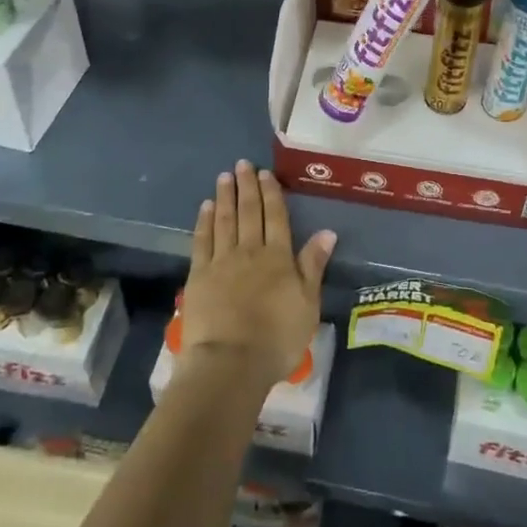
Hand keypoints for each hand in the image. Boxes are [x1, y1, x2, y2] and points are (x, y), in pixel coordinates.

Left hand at [181, 161, 336, 390]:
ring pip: (224, 220)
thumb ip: (313, 265)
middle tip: (242, 164)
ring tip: (224, 176)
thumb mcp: (308, 304)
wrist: (231, 362)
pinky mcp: (199, 275)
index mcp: (278, 257)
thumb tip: (328, 232)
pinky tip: (205, 207)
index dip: (271, 193)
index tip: (265, 173)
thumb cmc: (277, 338)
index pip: (275, 217)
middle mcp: (250, 251)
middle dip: (247, 187)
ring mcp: (222, 261)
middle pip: (249, 212)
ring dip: (225, 197)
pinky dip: (204, 221)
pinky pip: (202, 240)